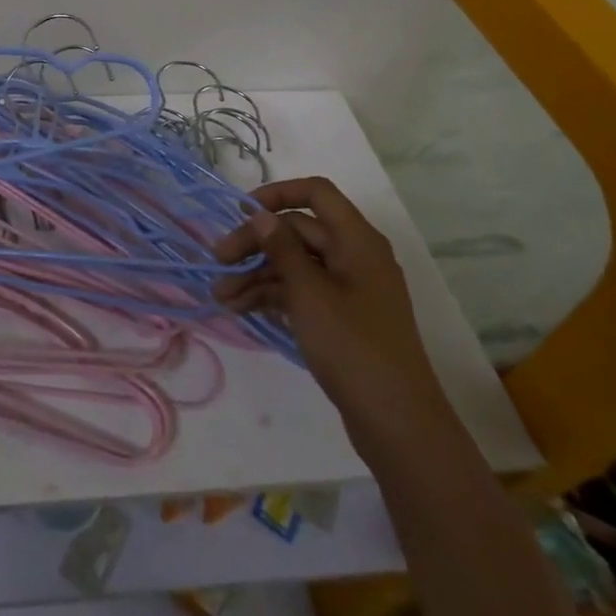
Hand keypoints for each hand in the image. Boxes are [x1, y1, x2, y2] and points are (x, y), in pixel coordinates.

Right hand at [214, 177, 454, 449]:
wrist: (397, 422)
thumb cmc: (352, 346)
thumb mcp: (309, 293)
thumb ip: (281, 248)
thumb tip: (260, 214)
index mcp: (356, 240)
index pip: (316, 192)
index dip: (277, 194)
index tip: (241, 212)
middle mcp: (354, 255)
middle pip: (298, 230)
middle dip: (255, 244)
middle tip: (218, 263)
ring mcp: (349, 288)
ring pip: (295, 264)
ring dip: (257, 274)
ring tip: (221, 297)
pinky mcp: (341, 316)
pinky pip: (301, 291)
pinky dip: (272, 296)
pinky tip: (241, 309)